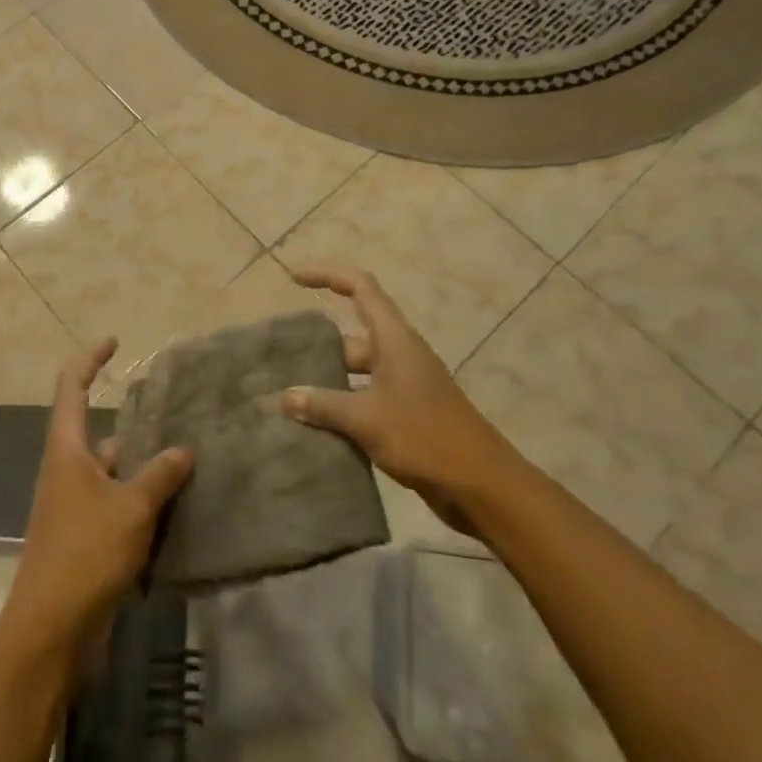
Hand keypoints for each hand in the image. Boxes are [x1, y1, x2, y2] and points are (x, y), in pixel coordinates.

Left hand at [1, 339, 193, 655]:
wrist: (50, 630)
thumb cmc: (85, 554)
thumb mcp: (131, 508)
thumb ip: (160, 475)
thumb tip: (184, 449)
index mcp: (66, 449)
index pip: (71, 387)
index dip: (90, 359)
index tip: (115, 343)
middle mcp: (66, 469)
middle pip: (94, 428)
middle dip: (130, 419)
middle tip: (172, 412)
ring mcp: (73, 505)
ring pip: (111, 469)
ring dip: (141, 463)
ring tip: (185, 456)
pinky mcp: (83, 536)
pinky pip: (115, 502)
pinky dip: (140, 498)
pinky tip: (174, 505)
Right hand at [280, 266, 518, 531]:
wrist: (482, 487)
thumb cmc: (425, 437)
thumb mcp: (366, 418)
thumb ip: (323, 404)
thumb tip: (284, 397)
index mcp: (394, 339)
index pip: (360, 287)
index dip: (327, 275)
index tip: (294, 279)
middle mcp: (399, 354)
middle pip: (351, 335)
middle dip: (317, 345)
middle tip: (279, 359)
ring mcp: (404, 385)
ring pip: (356, 372)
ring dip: (327, 381)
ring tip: (288, 395)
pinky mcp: (406, 415)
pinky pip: (365, 399)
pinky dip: (341, 407)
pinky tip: (315, 426)